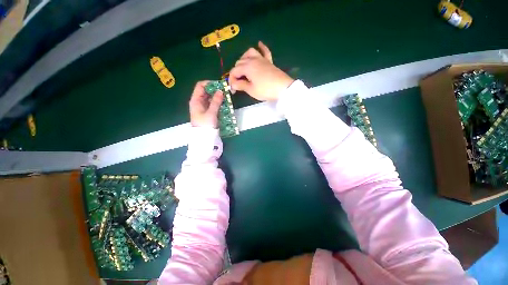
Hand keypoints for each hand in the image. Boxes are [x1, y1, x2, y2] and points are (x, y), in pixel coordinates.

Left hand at [189, 81, 223, 127]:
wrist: (203, 137)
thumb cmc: (205, 124)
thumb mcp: (211, 113)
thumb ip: (216, 101)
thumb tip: (221, 91)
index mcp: (195, 100)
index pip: (200, 86)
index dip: (209, 83)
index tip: (219, 85)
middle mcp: (198, 102)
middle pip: (206, 91)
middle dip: (215, 90)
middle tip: (225, 91)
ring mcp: (203, 107)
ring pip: (210, 97)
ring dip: (217, 96)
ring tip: (226, 96)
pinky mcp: (207, 111)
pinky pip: (212, 103)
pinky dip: (217, 102)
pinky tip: (224, 103)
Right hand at [230, 41, 293, 100]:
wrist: (283, 88)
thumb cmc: (265, 90)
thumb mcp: (251, 90)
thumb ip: (241, 85)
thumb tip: (233, 84)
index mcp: (247, 67)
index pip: (234, 71)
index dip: (231, 80)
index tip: (233, 89)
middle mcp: (252, 60)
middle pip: (239, 62)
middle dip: (236, 72)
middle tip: (238, 83)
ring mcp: (262, 59)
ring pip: (249, 53)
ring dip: (244, 59)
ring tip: (243, 68)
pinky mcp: (269, 61)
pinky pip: (265, 51)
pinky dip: (261, 47)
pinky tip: (259, 43)